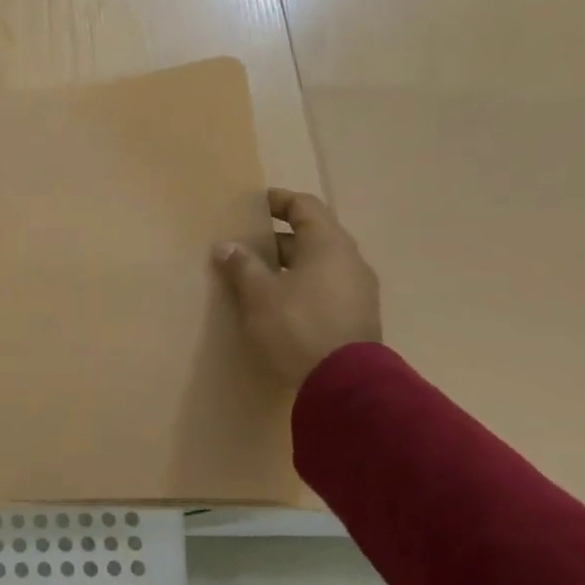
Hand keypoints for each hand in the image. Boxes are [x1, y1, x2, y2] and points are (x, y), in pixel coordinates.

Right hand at [214, 188, 380, 387]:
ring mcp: (357, 290)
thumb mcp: (259, 294)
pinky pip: (325, 286)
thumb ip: (243, 266)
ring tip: (256, 274)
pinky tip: (278, 301)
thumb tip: (227, 246)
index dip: (279, 201)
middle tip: (246, 243)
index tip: (254, 203)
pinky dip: (301, 284)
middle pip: (312, 235)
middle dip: (278, 237)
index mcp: (328, 245)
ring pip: (318, 264)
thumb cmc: (298, 326)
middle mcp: (349, 260)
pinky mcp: (356, 315)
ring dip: (288, 264)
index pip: (305, 207)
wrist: (344, 383)